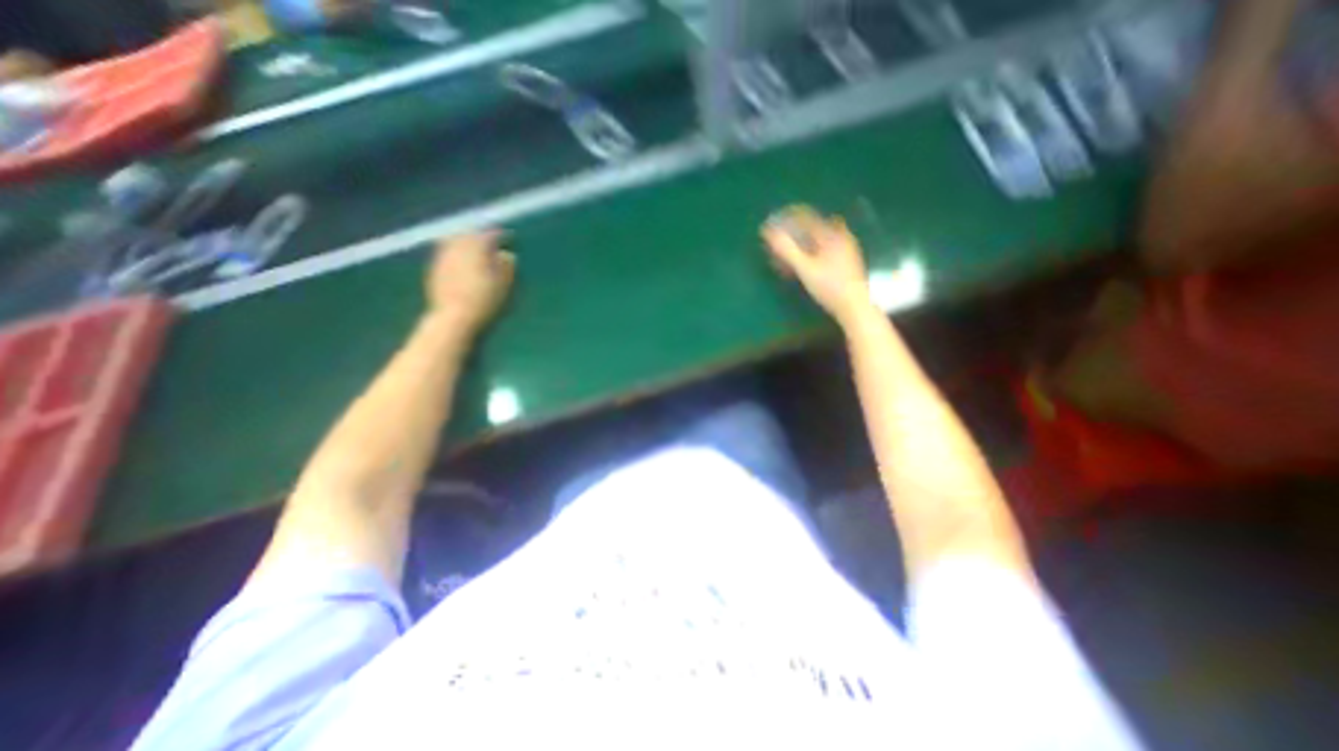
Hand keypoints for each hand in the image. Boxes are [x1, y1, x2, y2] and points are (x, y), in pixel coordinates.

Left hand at [426, 230, 514, 332]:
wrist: (454, 318)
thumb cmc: (485, 302)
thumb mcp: (504, 286)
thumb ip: (507, 267)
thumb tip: (507, 254)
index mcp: (477, 249)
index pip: (490, 235)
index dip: (500, 235)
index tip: (509, 237)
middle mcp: (457, 248)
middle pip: (469, 234)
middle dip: (480, 235)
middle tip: (490, 240)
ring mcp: (443, 257)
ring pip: (454, 240)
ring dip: (466, 240)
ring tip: (475, 248)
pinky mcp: (434, 268)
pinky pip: (445, 251)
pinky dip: (455, 251)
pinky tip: (461, 260)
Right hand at [769, 205, 874, 323]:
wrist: (855, 306)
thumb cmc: (830, 287)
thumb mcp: (805, 269)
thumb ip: (787, 250)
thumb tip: (768, 232)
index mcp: (831, 234)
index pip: (805, 216)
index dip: (786, 218)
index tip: (770, 223)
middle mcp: (839, 236)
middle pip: (810, 227)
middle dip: (791, 232)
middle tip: (775, 240)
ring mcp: (843, 248)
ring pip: (815, 239)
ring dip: (798, 243)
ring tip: (784, 254)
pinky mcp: (844, 261)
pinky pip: (821, 249)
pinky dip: (807, 252)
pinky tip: (800, 264)